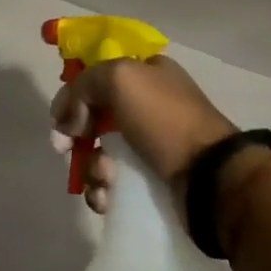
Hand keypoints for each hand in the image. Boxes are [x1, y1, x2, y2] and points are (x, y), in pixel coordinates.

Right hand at [51, 56, 270, 217]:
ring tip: (103, 179)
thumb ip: (83, 86)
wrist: (210, 177)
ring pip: (100, 151)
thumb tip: (69, 122)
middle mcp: (148, 105)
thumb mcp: (119, 78)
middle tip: (65, 149)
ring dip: (90, 166)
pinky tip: (106, 198)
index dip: (74, 93)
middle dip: (75, 134)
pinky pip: (113, 182)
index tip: (60, 116)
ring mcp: (150, 144)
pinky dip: (102, 190)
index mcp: (146, 73)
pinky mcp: (151, 179)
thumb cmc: (164, 118)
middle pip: (94, 115)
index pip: (98, 76)